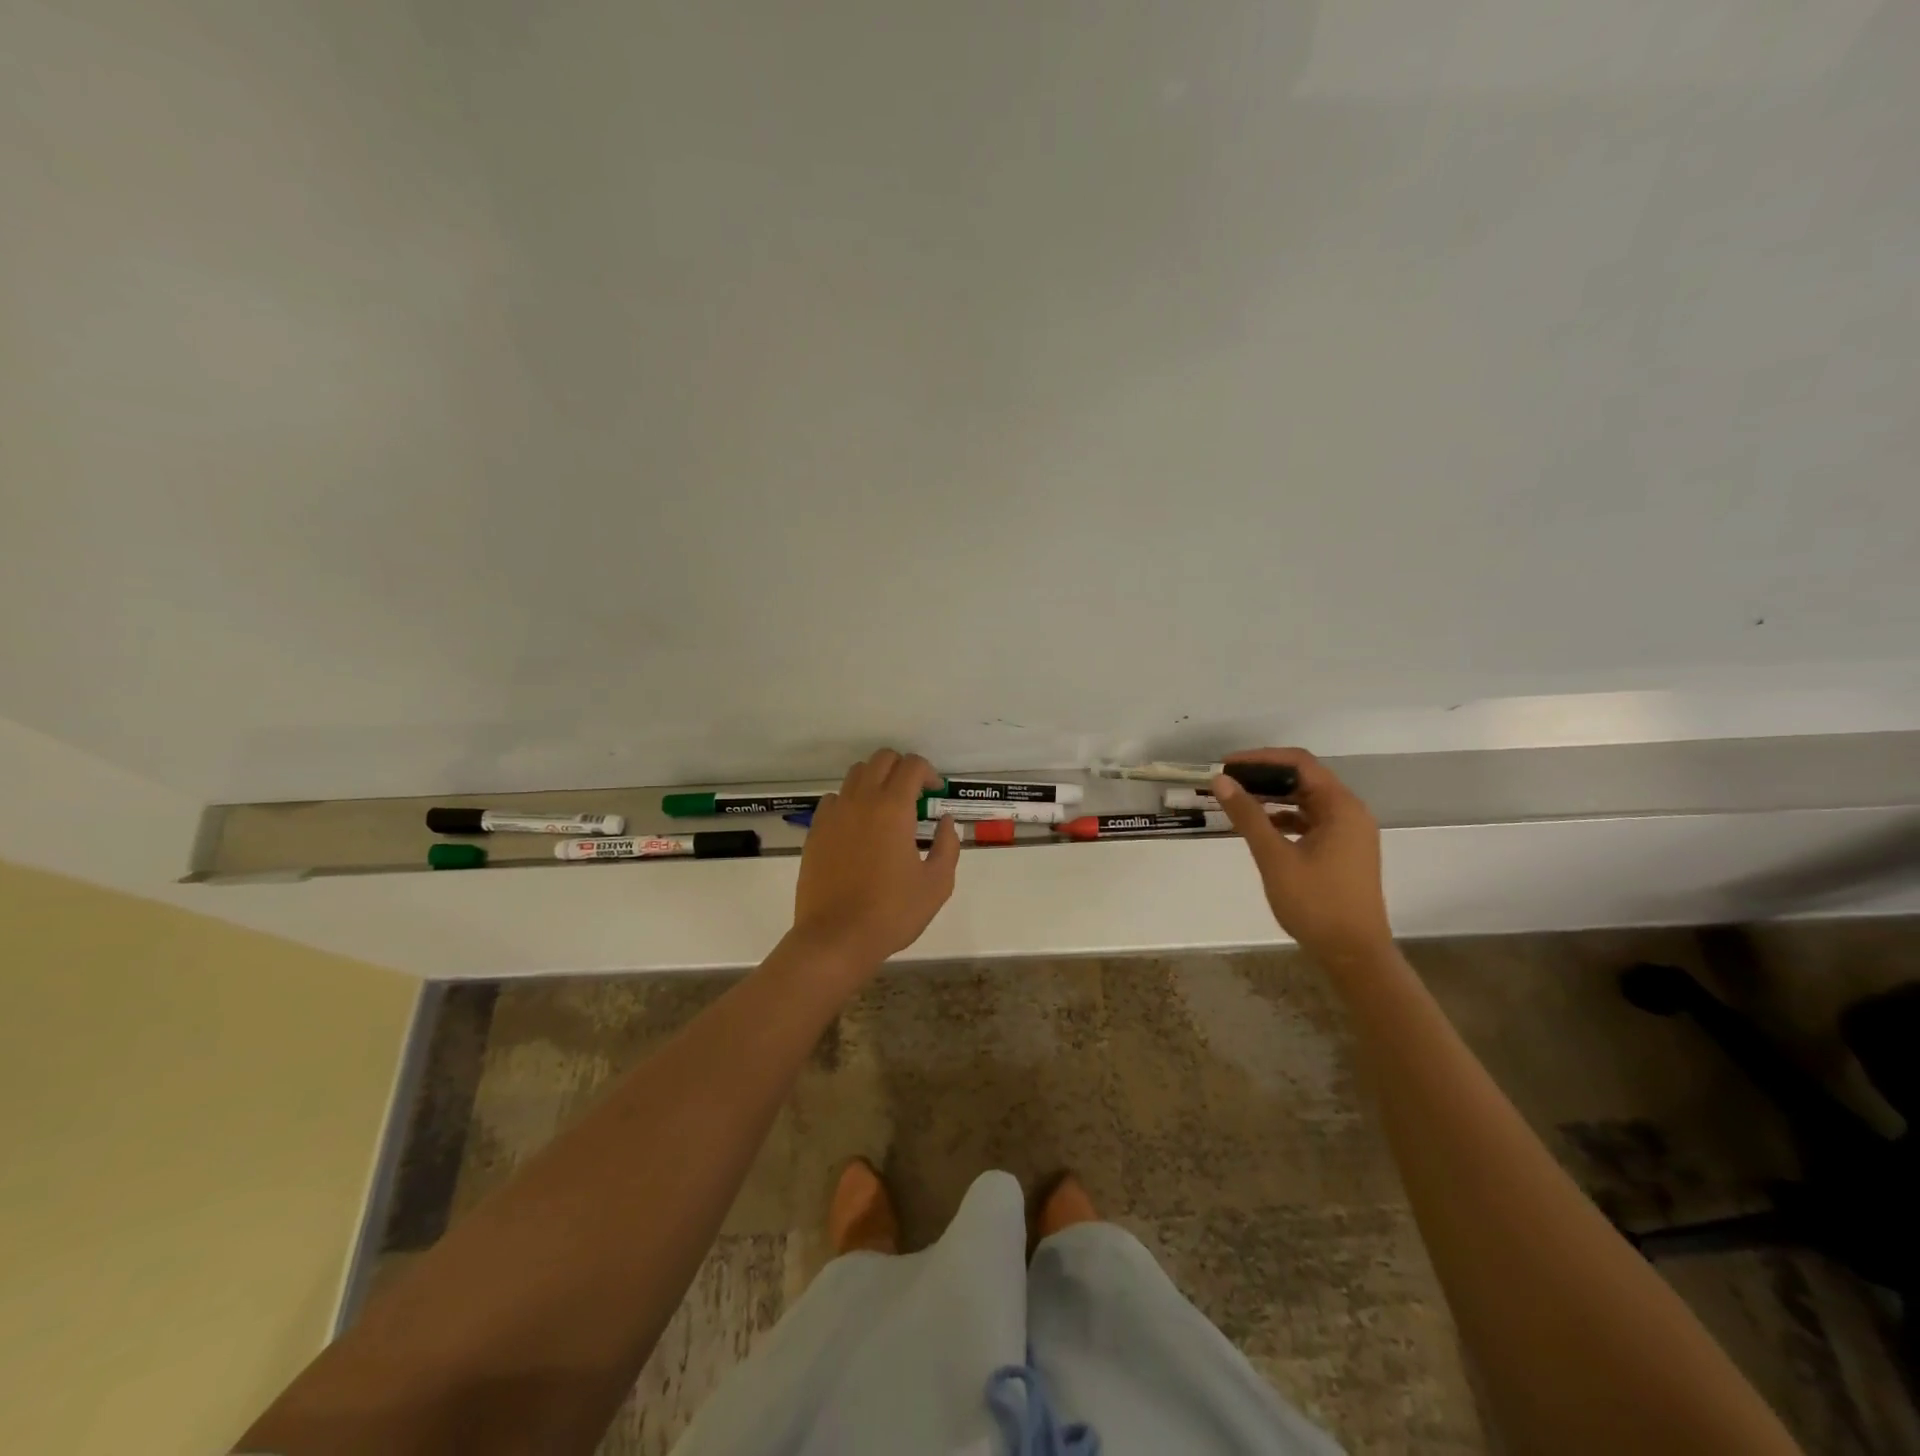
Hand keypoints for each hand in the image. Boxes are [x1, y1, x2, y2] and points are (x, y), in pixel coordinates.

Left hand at [789, 749, 958, 974]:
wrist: (835, 938)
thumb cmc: (892, 913)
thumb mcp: (937, 884)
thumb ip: (948, 846)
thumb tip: (946, 822)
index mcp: (893, 808)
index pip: (911, 765)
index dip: (928, 773)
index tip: (936, 794)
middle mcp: (861, 800)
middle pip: (881, 759)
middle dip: (902, 768)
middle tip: (915, 796)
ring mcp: (834, 814)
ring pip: (855, 774)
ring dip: (876, 780)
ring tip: (886, 809)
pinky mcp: (816, 831)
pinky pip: (834, 799)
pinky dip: (850, 801)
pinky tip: (859, 827)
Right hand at [1211, 747, 1393, 968]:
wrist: (1354, 954)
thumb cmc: (1316, 903)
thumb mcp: (1275, 857)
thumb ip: (1248, 816)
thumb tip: (1221, 781)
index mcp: (1341, 807)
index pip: (1299, 763)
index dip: (1261, 758)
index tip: (1226, 765)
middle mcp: (1350, 813)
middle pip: (1305, 778)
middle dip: (1264, 777)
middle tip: (1227, 783)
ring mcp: (1350, 833)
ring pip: (1307, 800)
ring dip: (1273, 797)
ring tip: (1238, 803)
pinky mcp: (1344, 850)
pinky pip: (1312, 820)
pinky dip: (1285, 818)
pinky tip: (1262, 828)